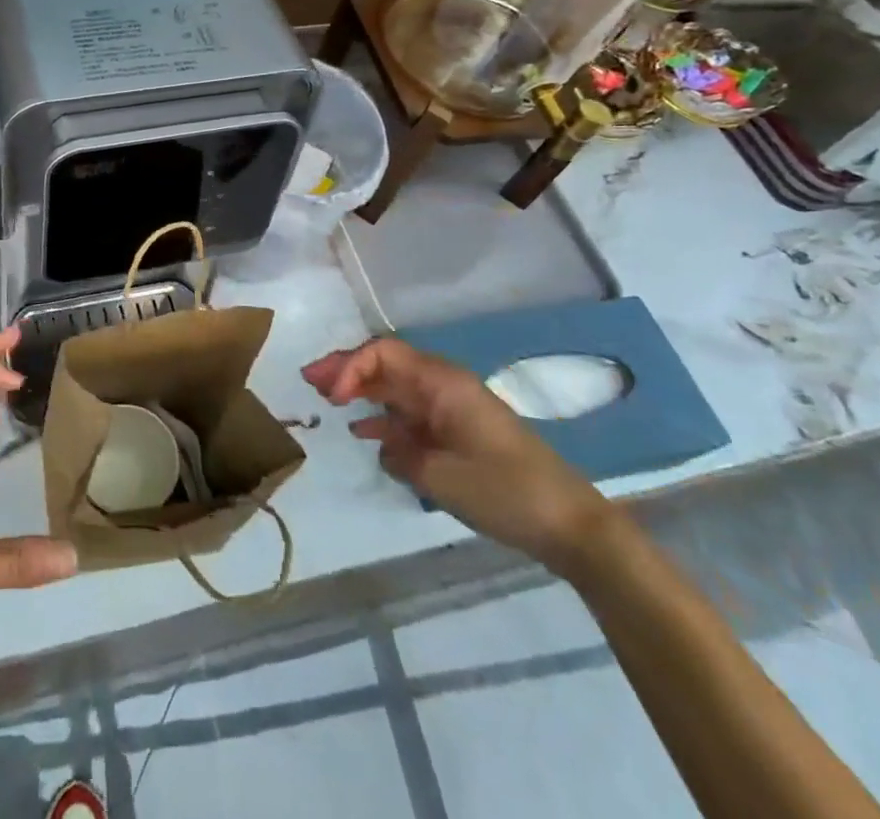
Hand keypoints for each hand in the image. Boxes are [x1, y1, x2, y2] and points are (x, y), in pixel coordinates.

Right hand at [302, 338, 613, 574]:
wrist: (570, 525)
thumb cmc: (504, 491)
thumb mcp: (440, 475)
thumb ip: (400, 454)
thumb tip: (384, 446)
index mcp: (442, 383)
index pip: (383, 355)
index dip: (350, 368)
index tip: (329, 397)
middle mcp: (444, 387)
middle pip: (386, 365)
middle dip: (347, 369)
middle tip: (309, 380)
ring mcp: (453, 409)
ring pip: (396, 389)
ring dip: (362, 391)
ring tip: (326, 400)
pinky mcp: (460, 433)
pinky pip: (411, 415)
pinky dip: (384, 418)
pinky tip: (364, 432)